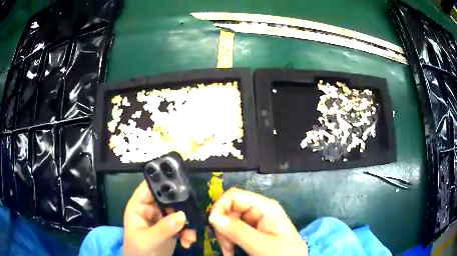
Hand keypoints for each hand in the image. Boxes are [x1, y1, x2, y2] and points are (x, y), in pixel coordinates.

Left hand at [123, 180, 196, 255]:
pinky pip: (182, 224)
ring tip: (190, 236)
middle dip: (181, 207)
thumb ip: (163, 228)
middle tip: (191, 214)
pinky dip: (188, 232)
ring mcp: (161, 219)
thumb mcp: (148, 240)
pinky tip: (188, 241)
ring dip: (187, 223)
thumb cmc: (138, 251)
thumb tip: (182, 215)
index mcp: (138, 206)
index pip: (149, 187)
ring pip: (178, 212)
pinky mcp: (170, 229)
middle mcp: (150, 210)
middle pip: (167, 199)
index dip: (161, 182)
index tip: (180, 182)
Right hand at [209, 188, 307, 255]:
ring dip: (224, 237)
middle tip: (225, 246)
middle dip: (222, 227)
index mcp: (265, 207)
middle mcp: (259, 209)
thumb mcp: (261, 245)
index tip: (213, 225)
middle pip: (229, 209)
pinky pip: (233, 231)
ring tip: (229, 252)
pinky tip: (231, 251)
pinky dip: (228, 241)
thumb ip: (238, 231)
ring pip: (228, 221)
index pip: (234, 195)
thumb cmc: (283, 254)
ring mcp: (255, 220)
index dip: (220, 207)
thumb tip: (213, 216)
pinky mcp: (252, 230)